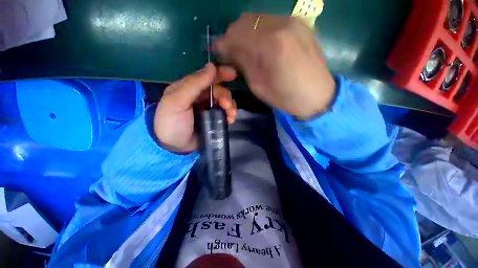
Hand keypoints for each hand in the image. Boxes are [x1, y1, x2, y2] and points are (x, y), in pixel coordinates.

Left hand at [154, 63, 237, 152]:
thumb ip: (194, 84)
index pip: (207, 76)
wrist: (173, 147)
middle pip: (219, 90)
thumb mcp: (177, 102)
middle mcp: (201, 96)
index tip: (233, 74)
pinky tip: (230, 120)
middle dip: (226, 96)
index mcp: (190, 88)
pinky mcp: (214, 119)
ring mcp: (209, 109)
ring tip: (230, 115)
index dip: (220, 73)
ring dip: (231, 106)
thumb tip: (212, 66)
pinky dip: (230, 115)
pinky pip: (226, 113)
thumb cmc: (171, 123)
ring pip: (225, 102)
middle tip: (227, 106)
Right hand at [214, 13, 335, 119]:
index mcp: (271, 45)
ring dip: (245, 32)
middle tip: (229, 50)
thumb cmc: (286, 97)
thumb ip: (243, 64)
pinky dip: (259, 31)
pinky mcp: (299, 24)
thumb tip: (230, 52)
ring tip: (243, 48)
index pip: (237, 34)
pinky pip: (271, 21)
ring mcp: (293, 21)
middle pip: (246, 20)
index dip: (223, 42)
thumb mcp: (259, 86)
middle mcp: (282, 25)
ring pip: (258, 18)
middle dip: (233, 35)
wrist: (317, 95)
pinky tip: (259, 44)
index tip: (217, 51)